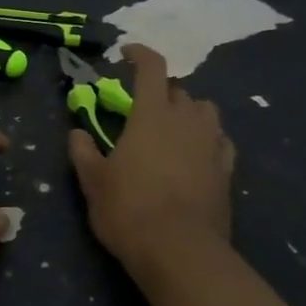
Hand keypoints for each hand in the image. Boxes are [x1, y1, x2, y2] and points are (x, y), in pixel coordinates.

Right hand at [69, 44, 234, 275]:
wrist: (180, 251)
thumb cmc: (129, 210)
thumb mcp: (93, 182)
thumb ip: (83, 151)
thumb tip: (78, 132)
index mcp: (152, 115)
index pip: (151, 68)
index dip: (139, 54)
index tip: (126, 54)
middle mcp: (186, 120)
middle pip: (178, 90)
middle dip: (160, 92)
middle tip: (142, 109)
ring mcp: (212, 144)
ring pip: (205, 111)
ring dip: (188, 112)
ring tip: (173, 129)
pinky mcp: (228, 170)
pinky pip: (220, 141)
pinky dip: (208, 139)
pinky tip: (197, 154)